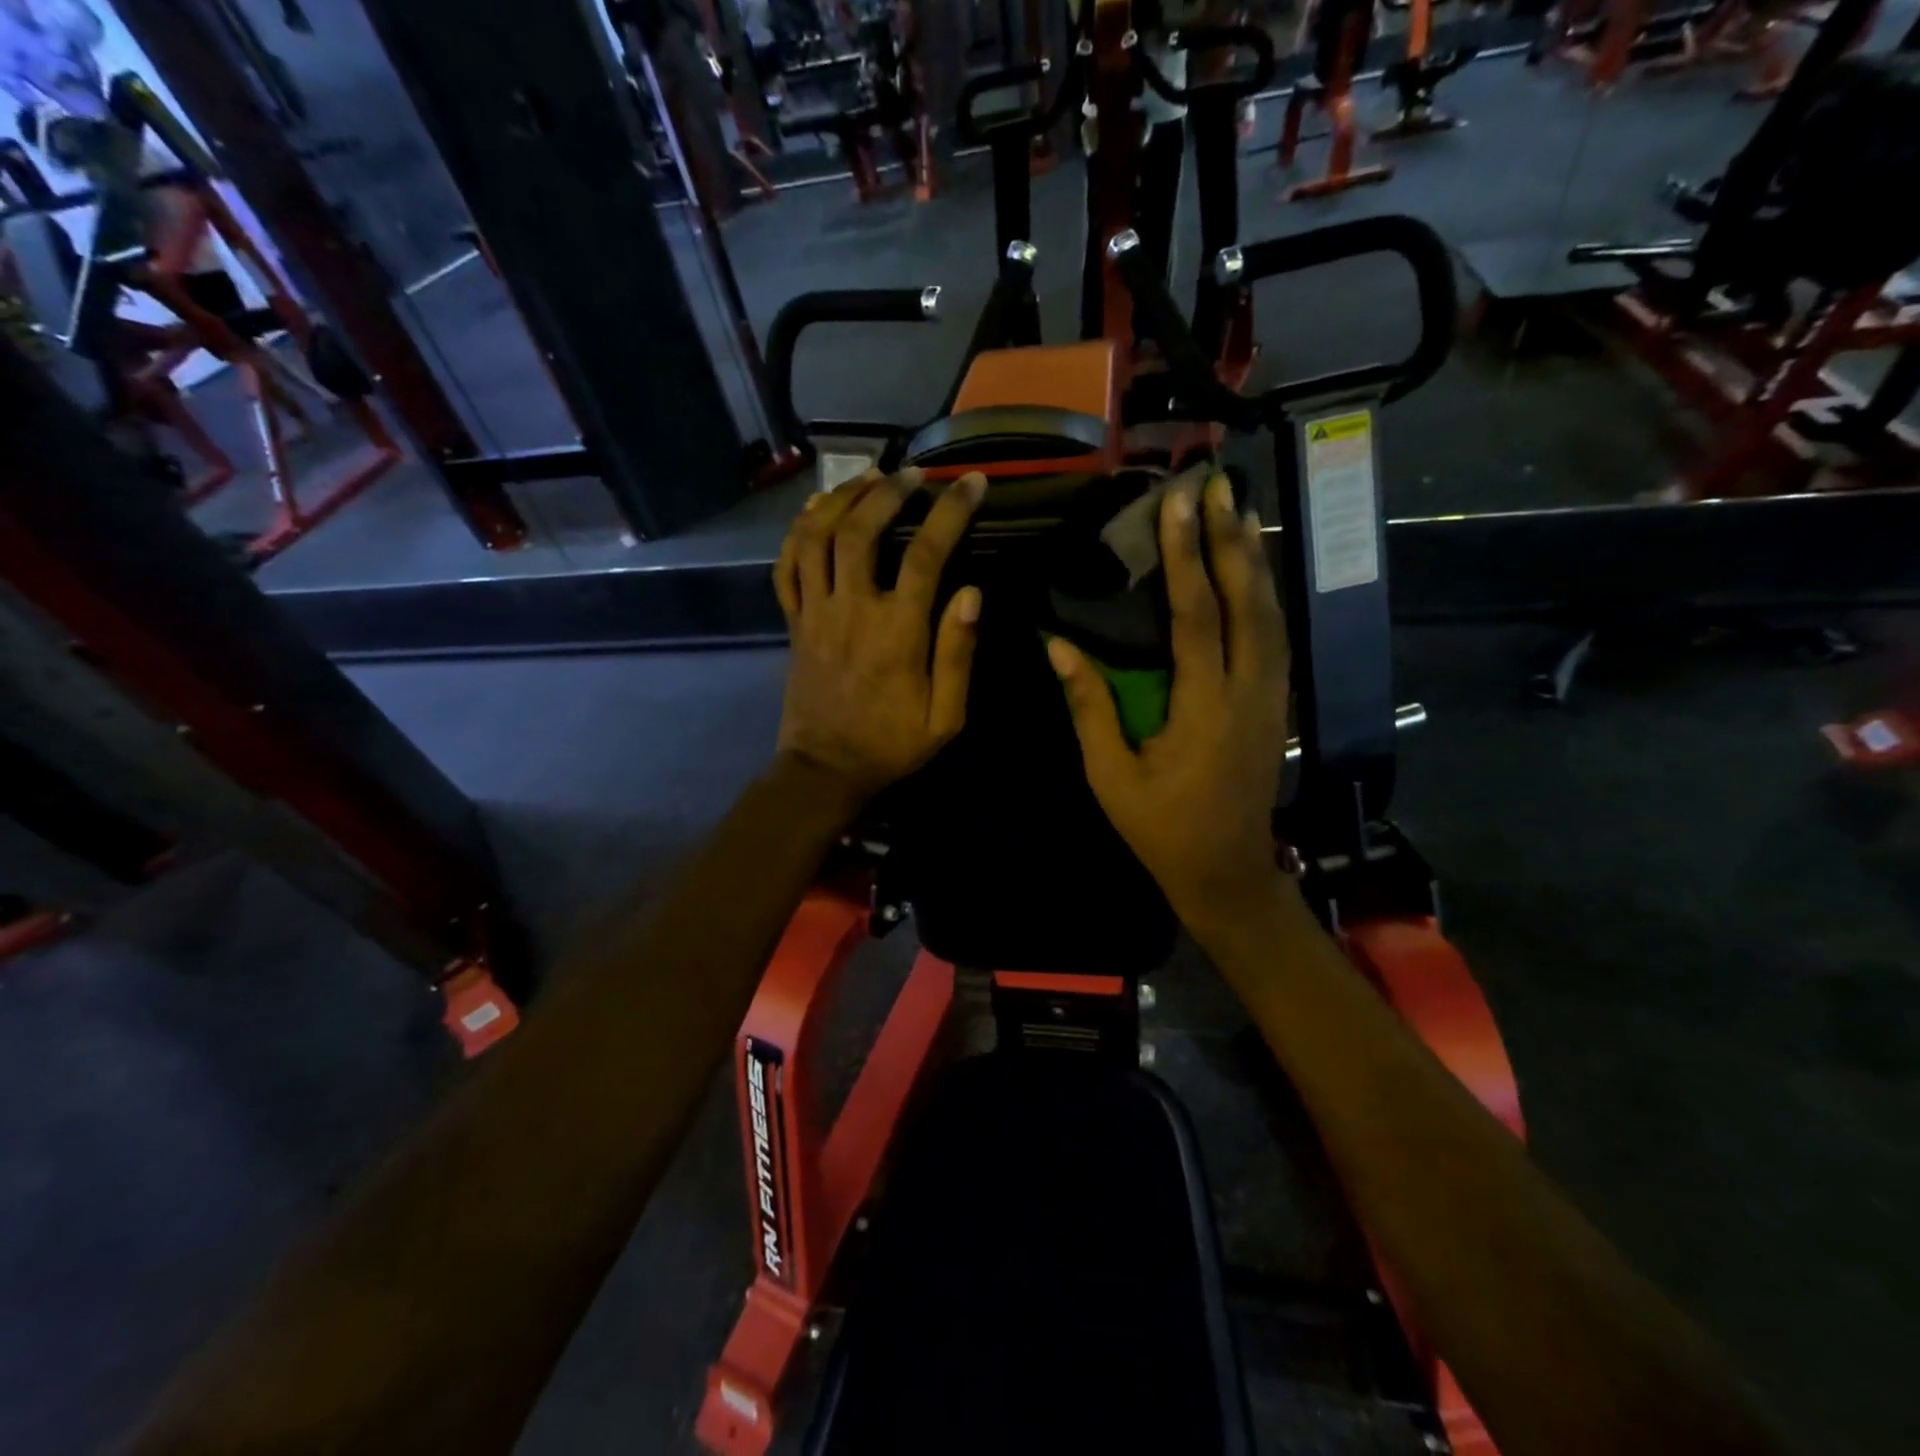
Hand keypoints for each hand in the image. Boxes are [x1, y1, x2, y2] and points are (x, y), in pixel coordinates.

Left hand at [774, 468, 986, 800]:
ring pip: (817, 537)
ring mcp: (815, 612)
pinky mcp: (793, 622)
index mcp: (898, 632)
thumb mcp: (945, 717)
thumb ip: (958, 653)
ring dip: (841, 499)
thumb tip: (972, 592)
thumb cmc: (891, 745)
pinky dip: (798, 532)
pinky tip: (817, 513)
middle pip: (861, 530)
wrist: (825, 770)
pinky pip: (786, 566)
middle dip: (889, 490)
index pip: (926, 554)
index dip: (950, 511)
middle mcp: (852, 609)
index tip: (972, 483)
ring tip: (867, 478)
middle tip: (913, 473)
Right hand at [1049, 473, 1290, 930]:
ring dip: (1255, 561)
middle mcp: (1248, 692)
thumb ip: (1090, 707)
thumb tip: (1059, 648)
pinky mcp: (1277, 705)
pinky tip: (1253, 572)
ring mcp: (1271, 698)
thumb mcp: (1111, 775)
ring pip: (1272, 615)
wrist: (1227, 871)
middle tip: (1219, 486)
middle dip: (1231, 540)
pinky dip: (1265, 595)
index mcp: (1204, 708)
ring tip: (1239, 512)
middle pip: (1247, 602)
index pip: (1196, 616)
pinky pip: (1276, 637)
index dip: (1185, 557)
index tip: (1177, 505)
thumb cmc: (1161, 828)